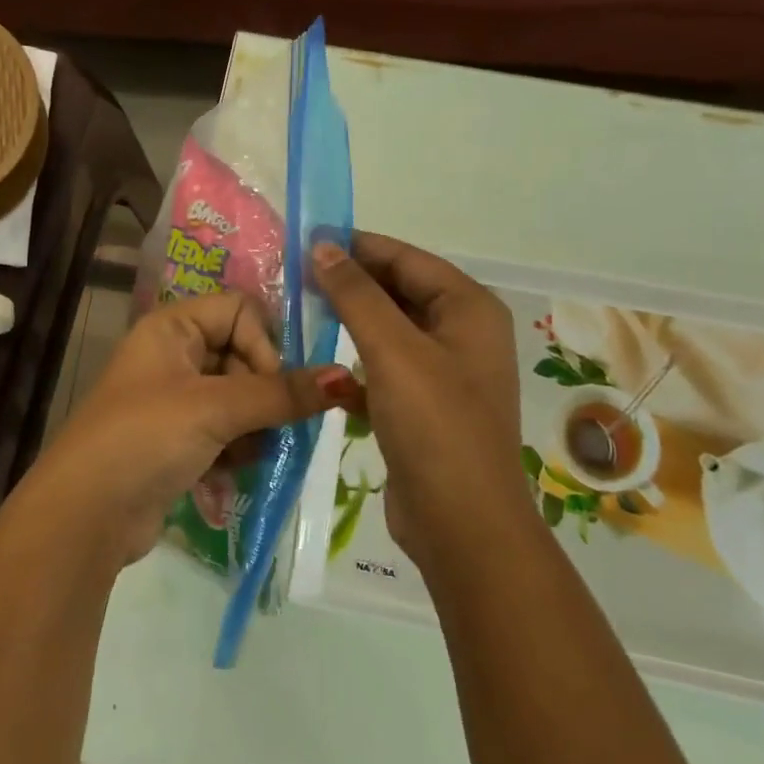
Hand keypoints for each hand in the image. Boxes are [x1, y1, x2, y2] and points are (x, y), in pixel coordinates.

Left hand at [21, 293, 345, 562]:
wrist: (85, 515)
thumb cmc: (145, 438)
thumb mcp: (214, 409)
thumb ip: (280, 394)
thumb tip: (343, 378)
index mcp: (172, 327)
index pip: (240, 310)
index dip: (263, 343)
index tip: (270, 386)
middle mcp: (173, 355)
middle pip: (243, 356)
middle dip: (262, 394)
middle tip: (266, 427)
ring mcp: (175, 401)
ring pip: (239, 399)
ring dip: (254, 428)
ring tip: (247, 454)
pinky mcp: (178, 441)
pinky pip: (226, 432)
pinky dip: (237, 450)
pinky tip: (232, 472)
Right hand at [311, 232, 523, 563]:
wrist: (462, 524)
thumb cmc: (435, 426)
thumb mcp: (393, 351)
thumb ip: (356, 294)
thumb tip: (322, 246)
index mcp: (469, 309)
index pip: (407, 258)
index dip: (357, 245)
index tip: (305, 240)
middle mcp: (462, 333)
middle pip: (399, 290)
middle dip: (350, 282)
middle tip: (294, 275)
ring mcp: (443, 372)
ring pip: (388, 330)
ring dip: (349, 321)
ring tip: (299, 311)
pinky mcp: (422, 405)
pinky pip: (384, 367)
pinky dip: (355, 364)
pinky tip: (322, 369)